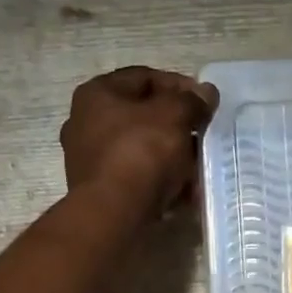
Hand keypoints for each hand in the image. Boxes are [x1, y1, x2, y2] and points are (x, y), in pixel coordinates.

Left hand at [60, 66, 217, 213]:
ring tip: (197, 167)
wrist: (114, 214)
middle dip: (176, 126)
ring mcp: (89, 160)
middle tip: (201, 135)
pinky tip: (183, 192)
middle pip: (141, 116)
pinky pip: (135, 177)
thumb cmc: (141, 153)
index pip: (144, 78)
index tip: (204, 102)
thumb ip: (192, 101)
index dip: (179, 85)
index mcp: (97, 94)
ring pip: (140, 149)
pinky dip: (158, 181)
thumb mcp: (174, 117)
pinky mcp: (99, 191)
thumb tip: (206, 94)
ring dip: (171, 156)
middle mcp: (85, 123)